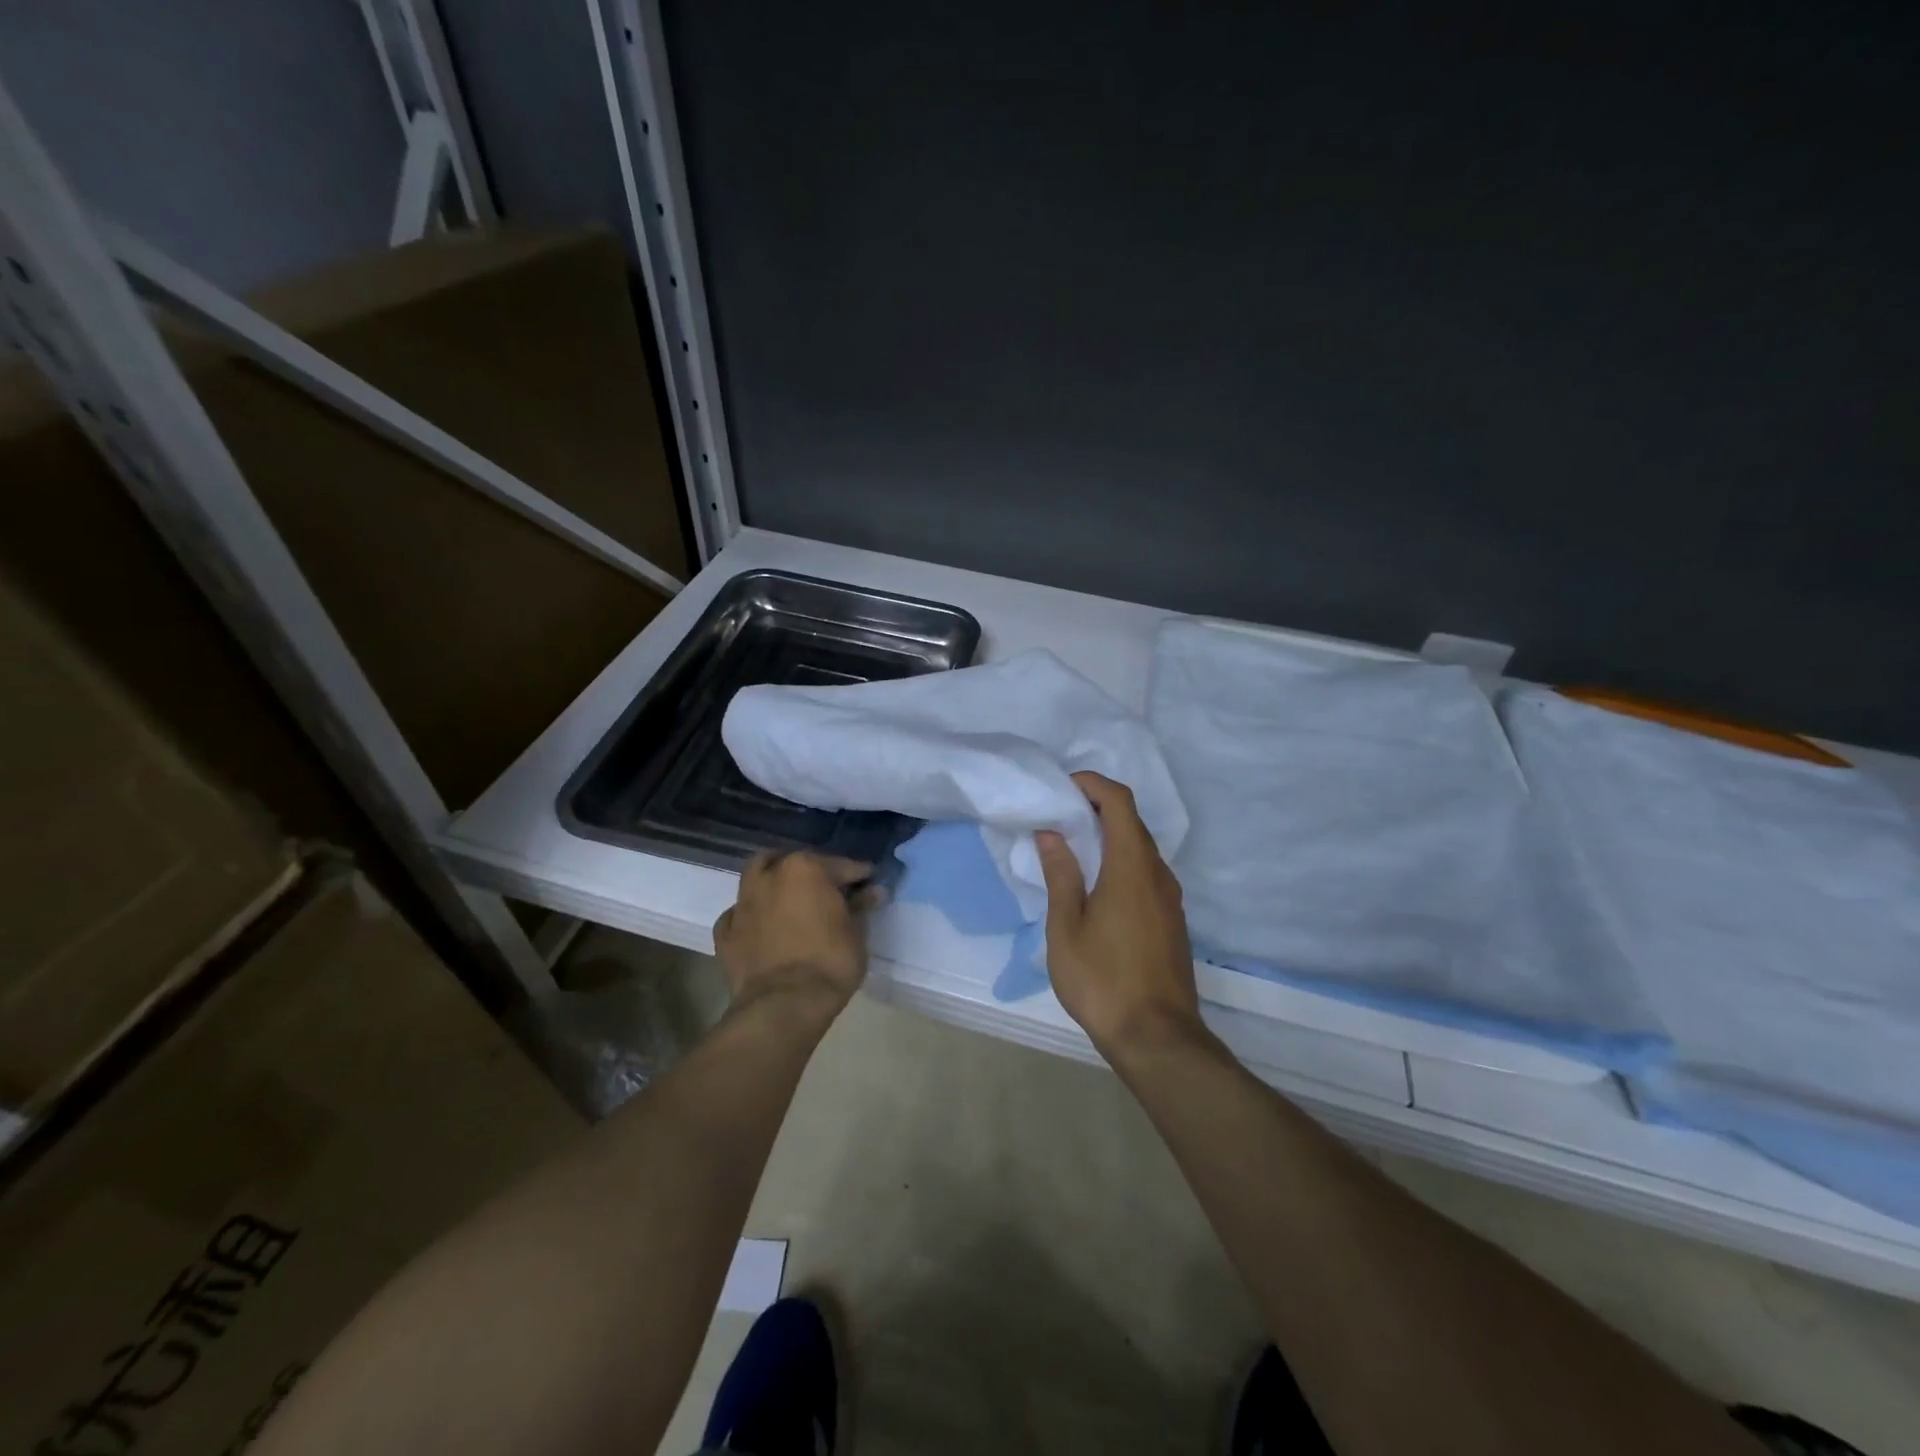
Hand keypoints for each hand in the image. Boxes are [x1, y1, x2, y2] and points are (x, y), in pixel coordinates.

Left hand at [713, 852, 877, 1021]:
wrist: (782, 1006)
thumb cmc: (829, 964)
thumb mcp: (856, 934)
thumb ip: (861, 907)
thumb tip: (873, 892)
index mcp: (805, 868)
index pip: (841, 865)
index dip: (859, 875)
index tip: (870, 884)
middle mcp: (770, 876)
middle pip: (793, 862)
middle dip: (811, 871)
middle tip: (828, 889)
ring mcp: (743, 902)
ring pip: (758, 877)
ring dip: (775, 883)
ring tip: (791, 900)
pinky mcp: (725, 931)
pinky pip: (740, 913)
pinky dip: (753, 914)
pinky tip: (763, 926)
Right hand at [1037, 772, 1205, 1060]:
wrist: (1157, 1037)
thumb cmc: (1102, 980)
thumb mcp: (1066, 927)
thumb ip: (1061, 875)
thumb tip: (1052, 833)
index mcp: (1131, 867)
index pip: (1120, 802)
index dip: (1094, 784)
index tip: (1065, 786)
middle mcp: (1158, 874)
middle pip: (1133, 823)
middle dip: (1098, 808)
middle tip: (1061, 815)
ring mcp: (1170, 899)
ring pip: (1141, 850)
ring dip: (1110, 837)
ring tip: (1074, 849)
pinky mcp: (1172, 921)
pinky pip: (1147, 874)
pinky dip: (1122, 862)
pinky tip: (1097, 886)